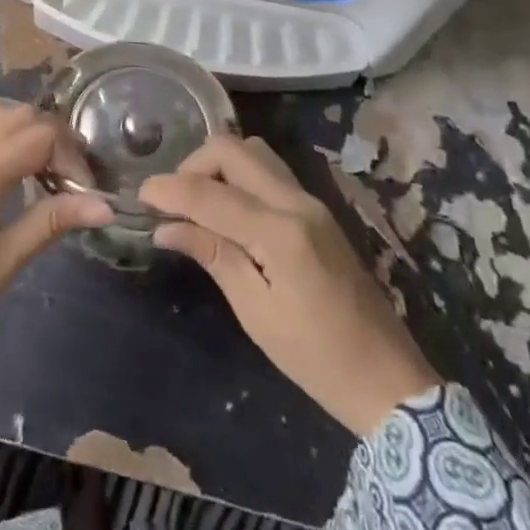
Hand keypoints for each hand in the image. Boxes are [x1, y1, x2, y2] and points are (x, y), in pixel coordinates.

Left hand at [0, 104, 112, 391]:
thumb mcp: (2, 265)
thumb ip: (51, 222)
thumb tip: (105, 205)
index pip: (41, 134)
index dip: (73, 157)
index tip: (88, 197)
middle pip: (20, 116)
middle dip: (56, 139)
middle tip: (77, 183)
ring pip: (0, 122)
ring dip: (33, 137)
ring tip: (55, 181)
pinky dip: (13, 146)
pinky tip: (25, 184)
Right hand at [139, 135, 438, 436]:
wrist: (389, 379)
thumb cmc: (316, 358)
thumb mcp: (256, 313)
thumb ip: (212, 256)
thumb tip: (164, 228)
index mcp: (280, 232)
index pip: (210, 193)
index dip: (169, 189)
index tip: (140, 195)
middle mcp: (296, 202)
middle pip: (232, 150)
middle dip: (193, 164)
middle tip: (172, 200)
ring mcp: (311, 201)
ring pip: (253, 151)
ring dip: (218, 164)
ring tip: (198, 201)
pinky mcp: (317, 209)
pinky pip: (269, 170)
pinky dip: (240, 174)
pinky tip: (227, 208)